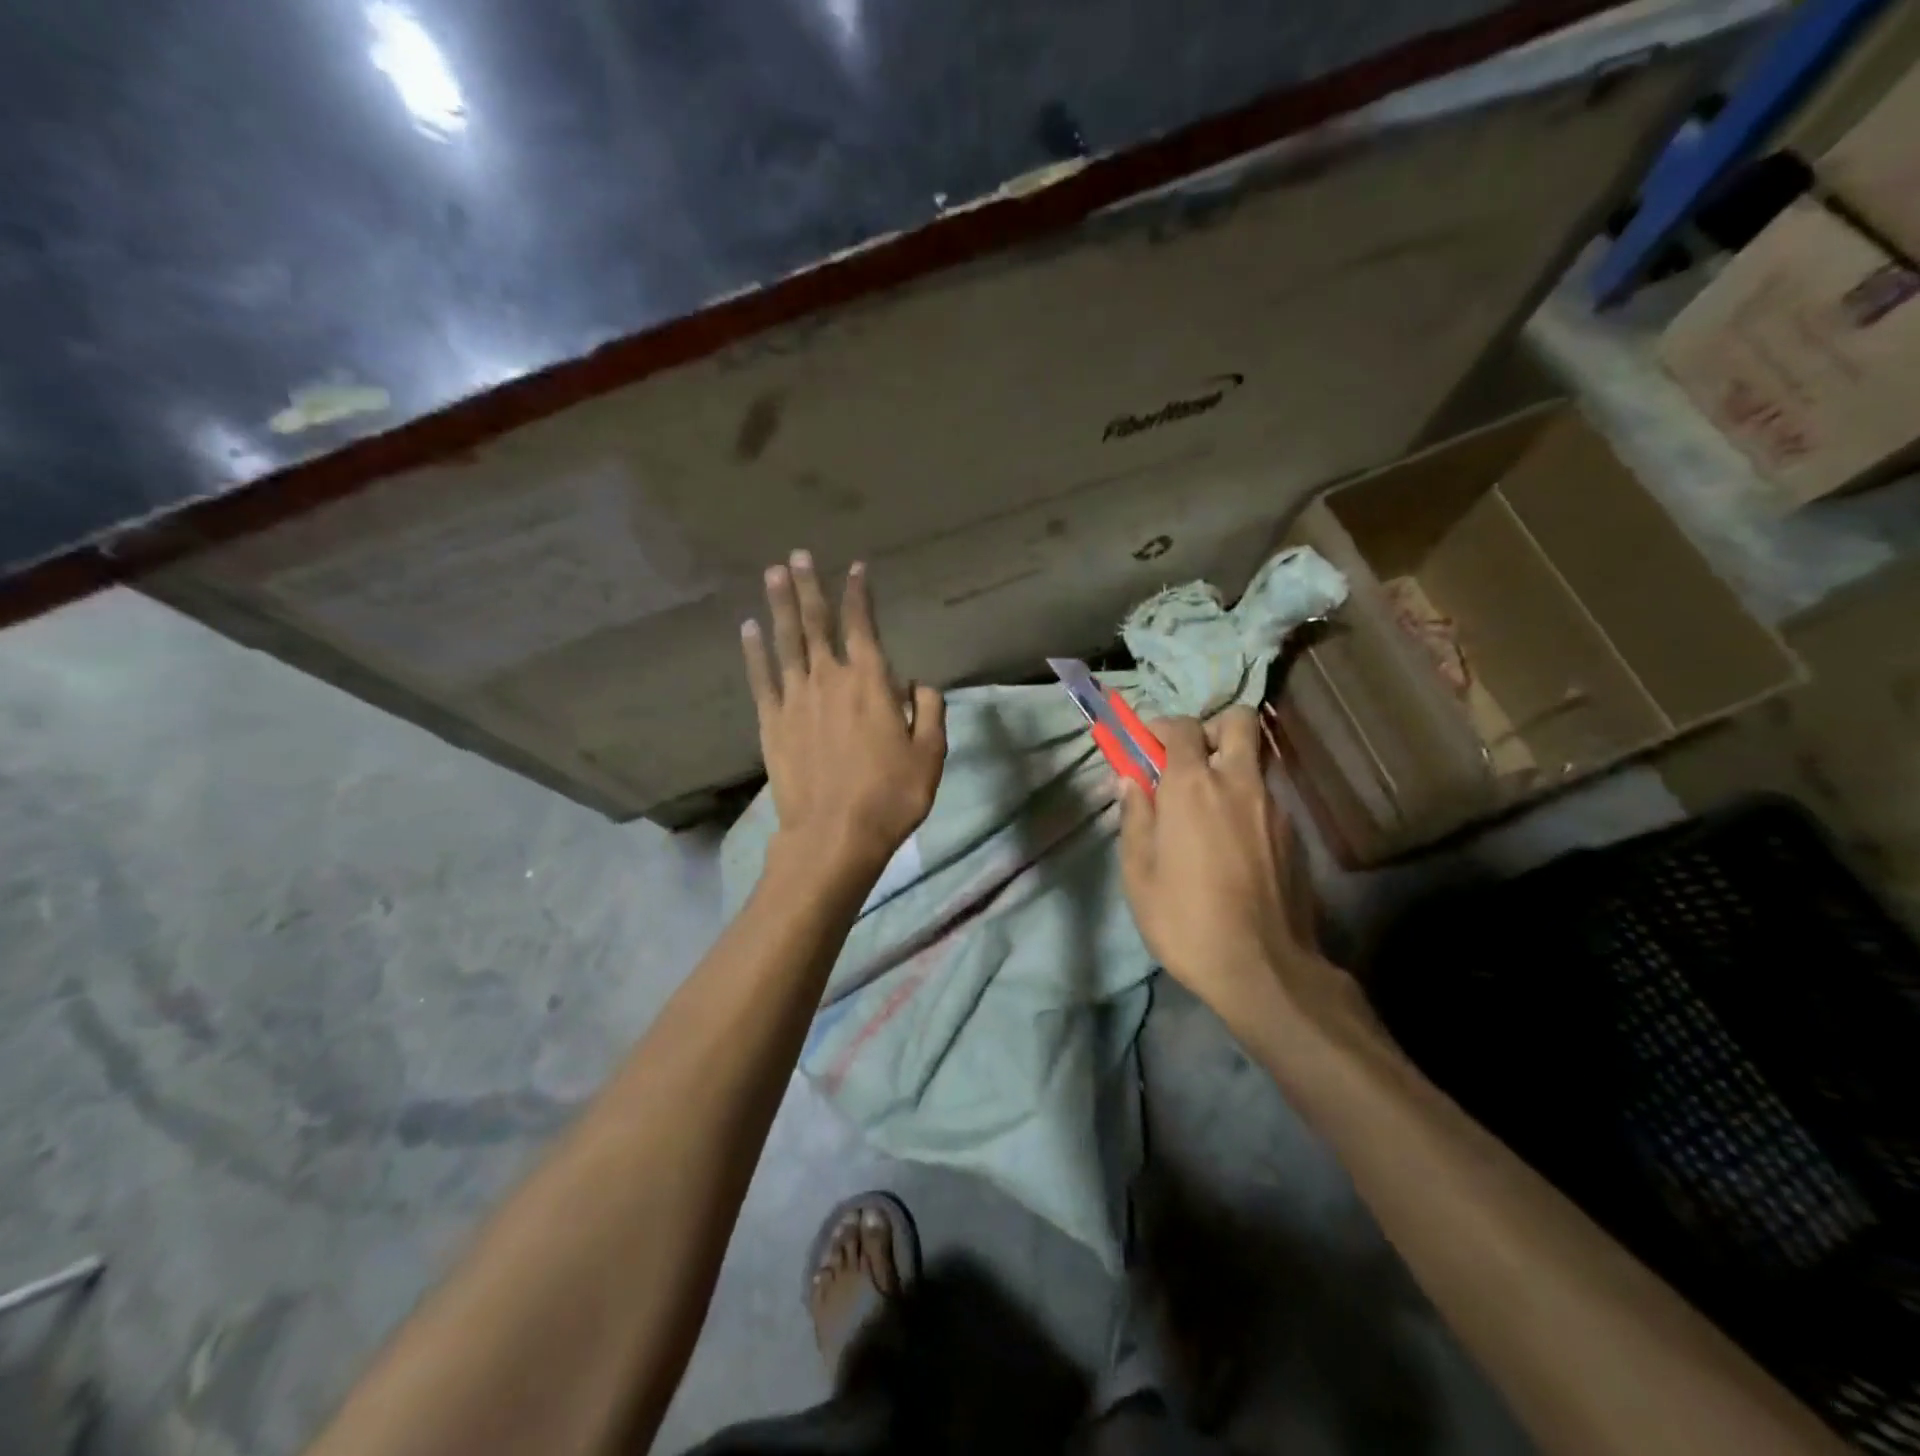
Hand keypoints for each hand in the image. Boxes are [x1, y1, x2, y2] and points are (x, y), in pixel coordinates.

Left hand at [741, 551, 946, 875]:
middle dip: (809, 586)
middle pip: (817, 623)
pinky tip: (748, 629)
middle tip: (797, 556)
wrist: (835, 834)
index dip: (860, 594)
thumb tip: (918, 684)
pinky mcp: (772, 723)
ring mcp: (795, 699)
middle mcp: (830, 679)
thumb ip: (928, 710)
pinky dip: (754, 651)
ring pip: (786, 641)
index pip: (863, 625)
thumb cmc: (891, 795)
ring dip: (780, 606)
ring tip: (772, 574)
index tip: (856, 568)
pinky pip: (761, 678)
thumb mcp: (930, 754)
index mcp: (871, 682)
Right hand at [1118, 708, 1359, 1043]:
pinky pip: (1267, 798)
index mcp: (1193, 787)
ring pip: (1255, 761)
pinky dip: (1246, 803)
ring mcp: (1275, 808)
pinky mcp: (1295, 835)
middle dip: (1211, 727)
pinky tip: (1233, 845)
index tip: (1145, 744)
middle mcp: (1239, 783)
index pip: (1181, 727)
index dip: (1160, 726)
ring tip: (1208, 811)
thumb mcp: (1138, 873)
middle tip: (1190, 760)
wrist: (1263, 970)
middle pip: (1237, 721)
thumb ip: (1134, 817)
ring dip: (1230, 767)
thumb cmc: (1185, 920)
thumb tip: (1129, 780)